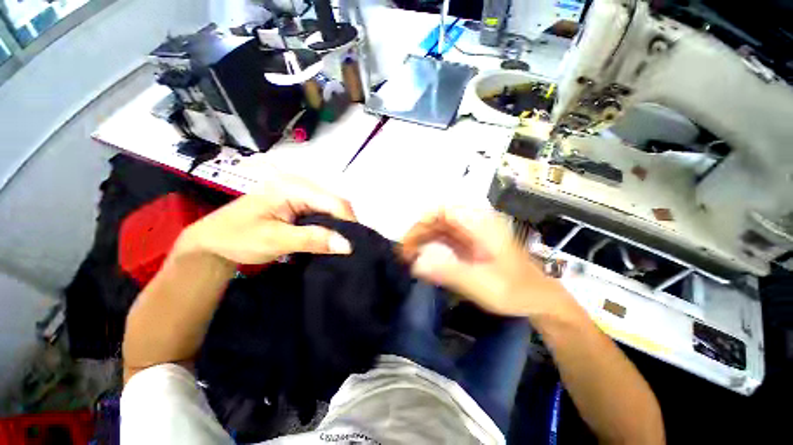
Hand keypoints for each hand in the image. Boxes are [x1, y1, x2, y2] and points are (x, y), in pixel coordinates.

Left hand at [177, 169, 355, 265]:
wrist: (212, 241)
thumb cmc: (238, 237)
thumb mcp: (276, 240)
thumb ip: (313, 239)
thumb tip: (348, 245)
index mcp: (293, 186)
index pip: (334, 202)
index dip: (348, 222)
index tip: (353, 245)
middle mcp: (300, 184)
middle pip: (336, 203)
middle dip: (345, 224)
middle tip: (347, 246)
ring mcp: (299, 192)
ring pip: (331, 208)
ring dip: (338, 225)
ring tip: (340, 243)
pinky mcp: (298, 202)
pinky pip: (323, 212)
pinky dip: (329, 225)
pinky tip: (328, 237)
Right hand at [400, 207, 572, 317]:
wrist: (539, 300)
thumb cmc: (514, 290)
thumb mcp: (481, 283)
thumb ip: (448, 272)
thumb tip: (415, 264)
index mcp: (479, 224)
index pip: (443, 212)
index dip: (422, 223)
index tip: (409, 243)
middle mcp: (474, 224)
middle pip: (438, 220)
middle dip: (419, 234)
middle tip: (404, 254)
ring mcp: (472, 235)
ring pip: (440, 230)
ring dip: (424, 241)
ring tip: (409, 258)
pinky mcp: (470, 246)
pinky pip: (446, 241)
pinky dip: (432, 248)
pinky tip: (424, 260)